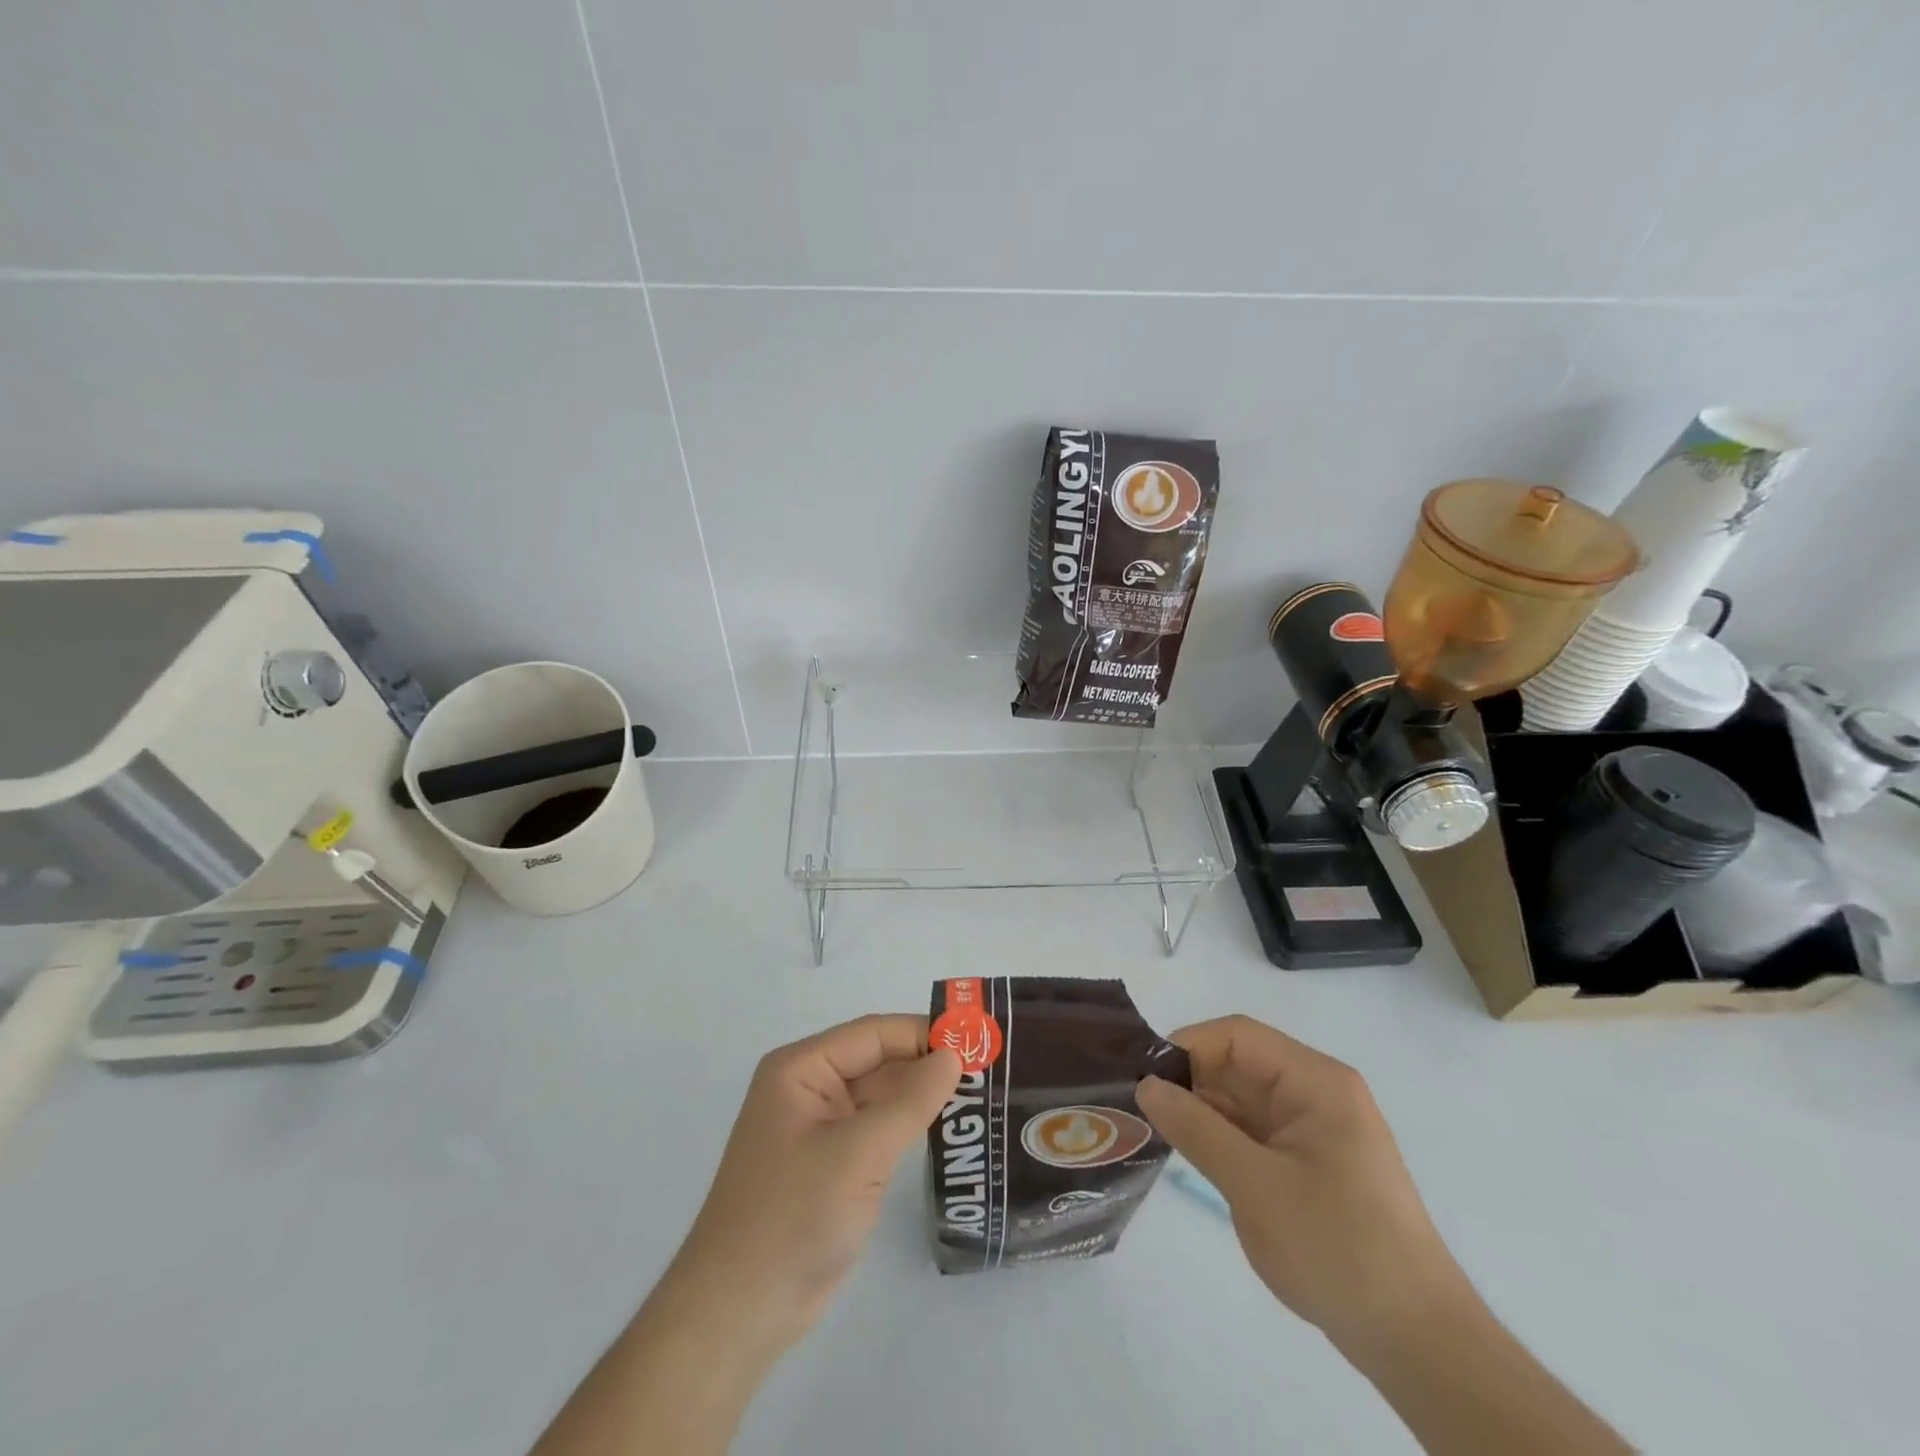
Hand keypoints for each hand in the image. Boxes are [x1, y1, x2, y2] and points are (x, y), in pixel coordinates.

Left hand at [534, 1016, 960, 1455]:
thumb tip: (954, 1056)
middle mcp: (811, 1088)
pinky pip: (880, 1129)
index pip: (873, 1033)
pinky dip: (912, 1125)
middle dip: (929, 1063)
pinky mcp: (835, 1163)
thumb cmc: (792, 1217)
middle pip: (880, 1060)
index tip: (979, 1040)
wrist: (740, 1314)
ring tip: (982, 1093)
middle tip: (990, 1068)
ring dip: (924, 1095)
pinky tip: (951, 1127)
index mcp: (802, 1069)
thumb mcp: (857, 1154)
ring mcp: (823, 1127)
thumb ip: (910, 1101)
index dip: (924, 1033)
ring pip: (883, 1095)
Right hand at [1136, 1015, 1472, 1351]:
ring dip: (1201, 1109)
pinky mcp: (1309, 1160)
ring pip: (1243, 1097)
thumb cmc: (1337, 1248)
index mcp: (1315, 1081)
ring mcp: (1314, 1128)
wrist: (1416, 1341)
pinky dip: (1220, 1135)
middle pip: (1239, 1063)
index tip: (1143, 1078)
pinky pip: (1254, 1129)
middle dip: (1190, 1080)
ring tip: (1152, 1128)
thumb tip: (1146, 1085)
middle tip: (1137, 1106)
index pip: (1238, 1036)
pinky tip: (1188, 1150)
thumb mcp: (1254, 1185)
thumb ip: (1196, 1128)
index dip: (1188, 1046)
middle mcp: (1316, 1092)